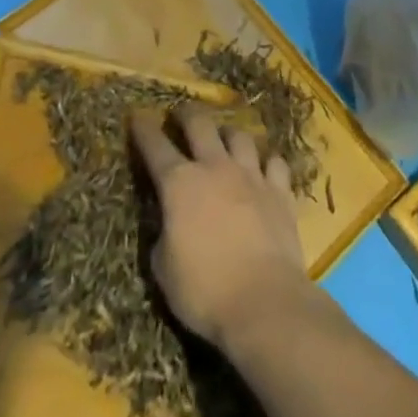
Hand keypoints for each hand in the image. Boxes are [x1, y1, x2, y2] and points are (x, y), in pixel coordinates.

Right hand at [130, 104, 308, 350]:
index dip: (143, 128)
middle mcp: (214, 167)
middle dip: (187, 114)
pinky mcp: (280, 191)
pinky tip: (265, 170)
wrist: (264, 302)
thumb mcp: (164, 269)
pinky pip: (275, 163)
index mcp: (179, 184)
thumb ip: (163, 235)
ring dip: (228, 134)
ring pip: (239, 135)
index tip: (137, 117)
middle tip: (181, 116)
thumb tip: (168, 222)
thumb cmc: (204, 291)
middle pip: (199, 123)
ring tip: (225, 139)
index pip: (154, 145)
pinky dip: (267, 163)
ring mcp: (250, 175)